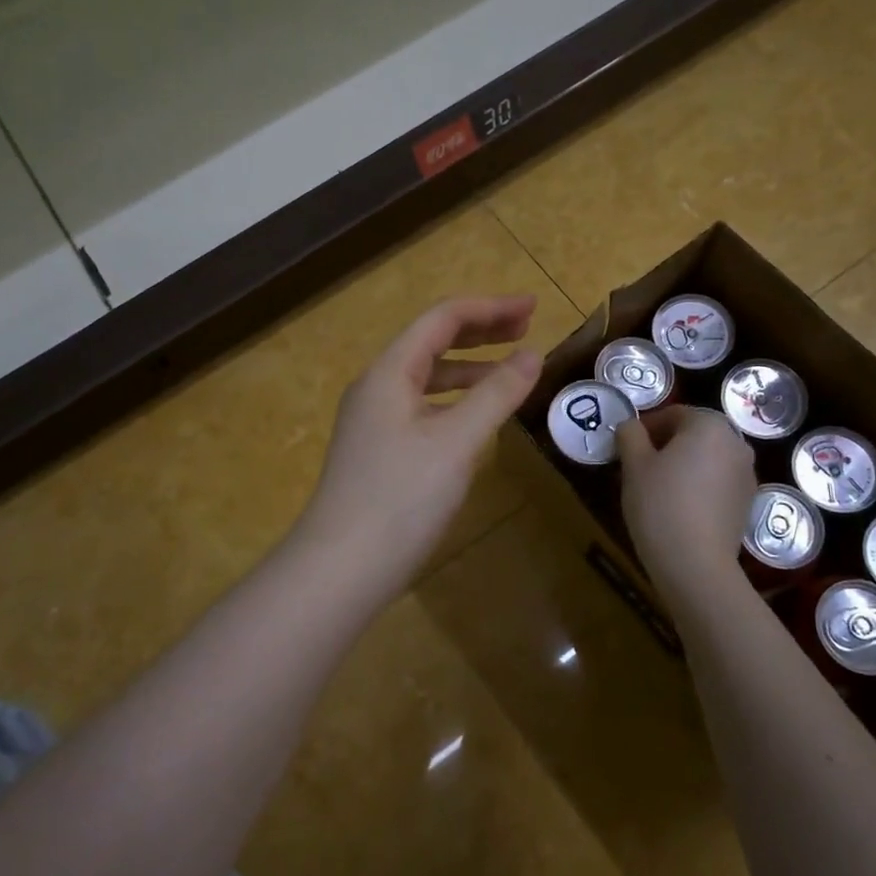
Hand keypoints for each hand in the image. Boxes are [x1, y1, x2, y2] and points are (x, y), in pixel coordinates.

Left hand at [295, 295, 542, 602]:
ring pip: (427, 378)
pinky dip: (455, 401)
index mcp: (390, 372)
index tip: (533, 308)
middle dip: (480, 331)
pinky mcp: (379, 451)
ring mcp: (374, 421)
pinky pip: (423, 408)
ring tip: (510, 369)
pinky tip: (476, 417)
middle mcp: (377, 387)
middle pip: (432, 342)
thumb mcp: (456, 442)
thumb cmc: (400, 497)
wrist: (342, 567)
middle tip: (526, 327)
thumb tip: (532, 355)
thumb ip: (496, 394)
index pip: (442, 319)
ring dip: (469, 367)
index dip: (489, 308)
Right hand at [616, 406, 755, 601]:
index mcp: (709, 425)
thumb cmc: (660, 504)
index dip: (646, 427)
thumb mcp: (633, 464)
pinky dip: (699, 486)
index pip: (674, 413)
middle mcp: (736, 443)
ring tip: (657, 488)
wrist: (696, 564)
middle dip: (666, 445)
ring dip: (684, 465)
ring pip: (708, 459)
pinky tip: (679, 507)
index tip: (626, 447)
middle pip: (694, 434)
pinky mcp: (747, 503)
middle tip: (639, 466)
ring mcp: (747, 474)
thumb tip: (630, 427)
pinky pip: (718, 482)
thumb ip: (630, 435)